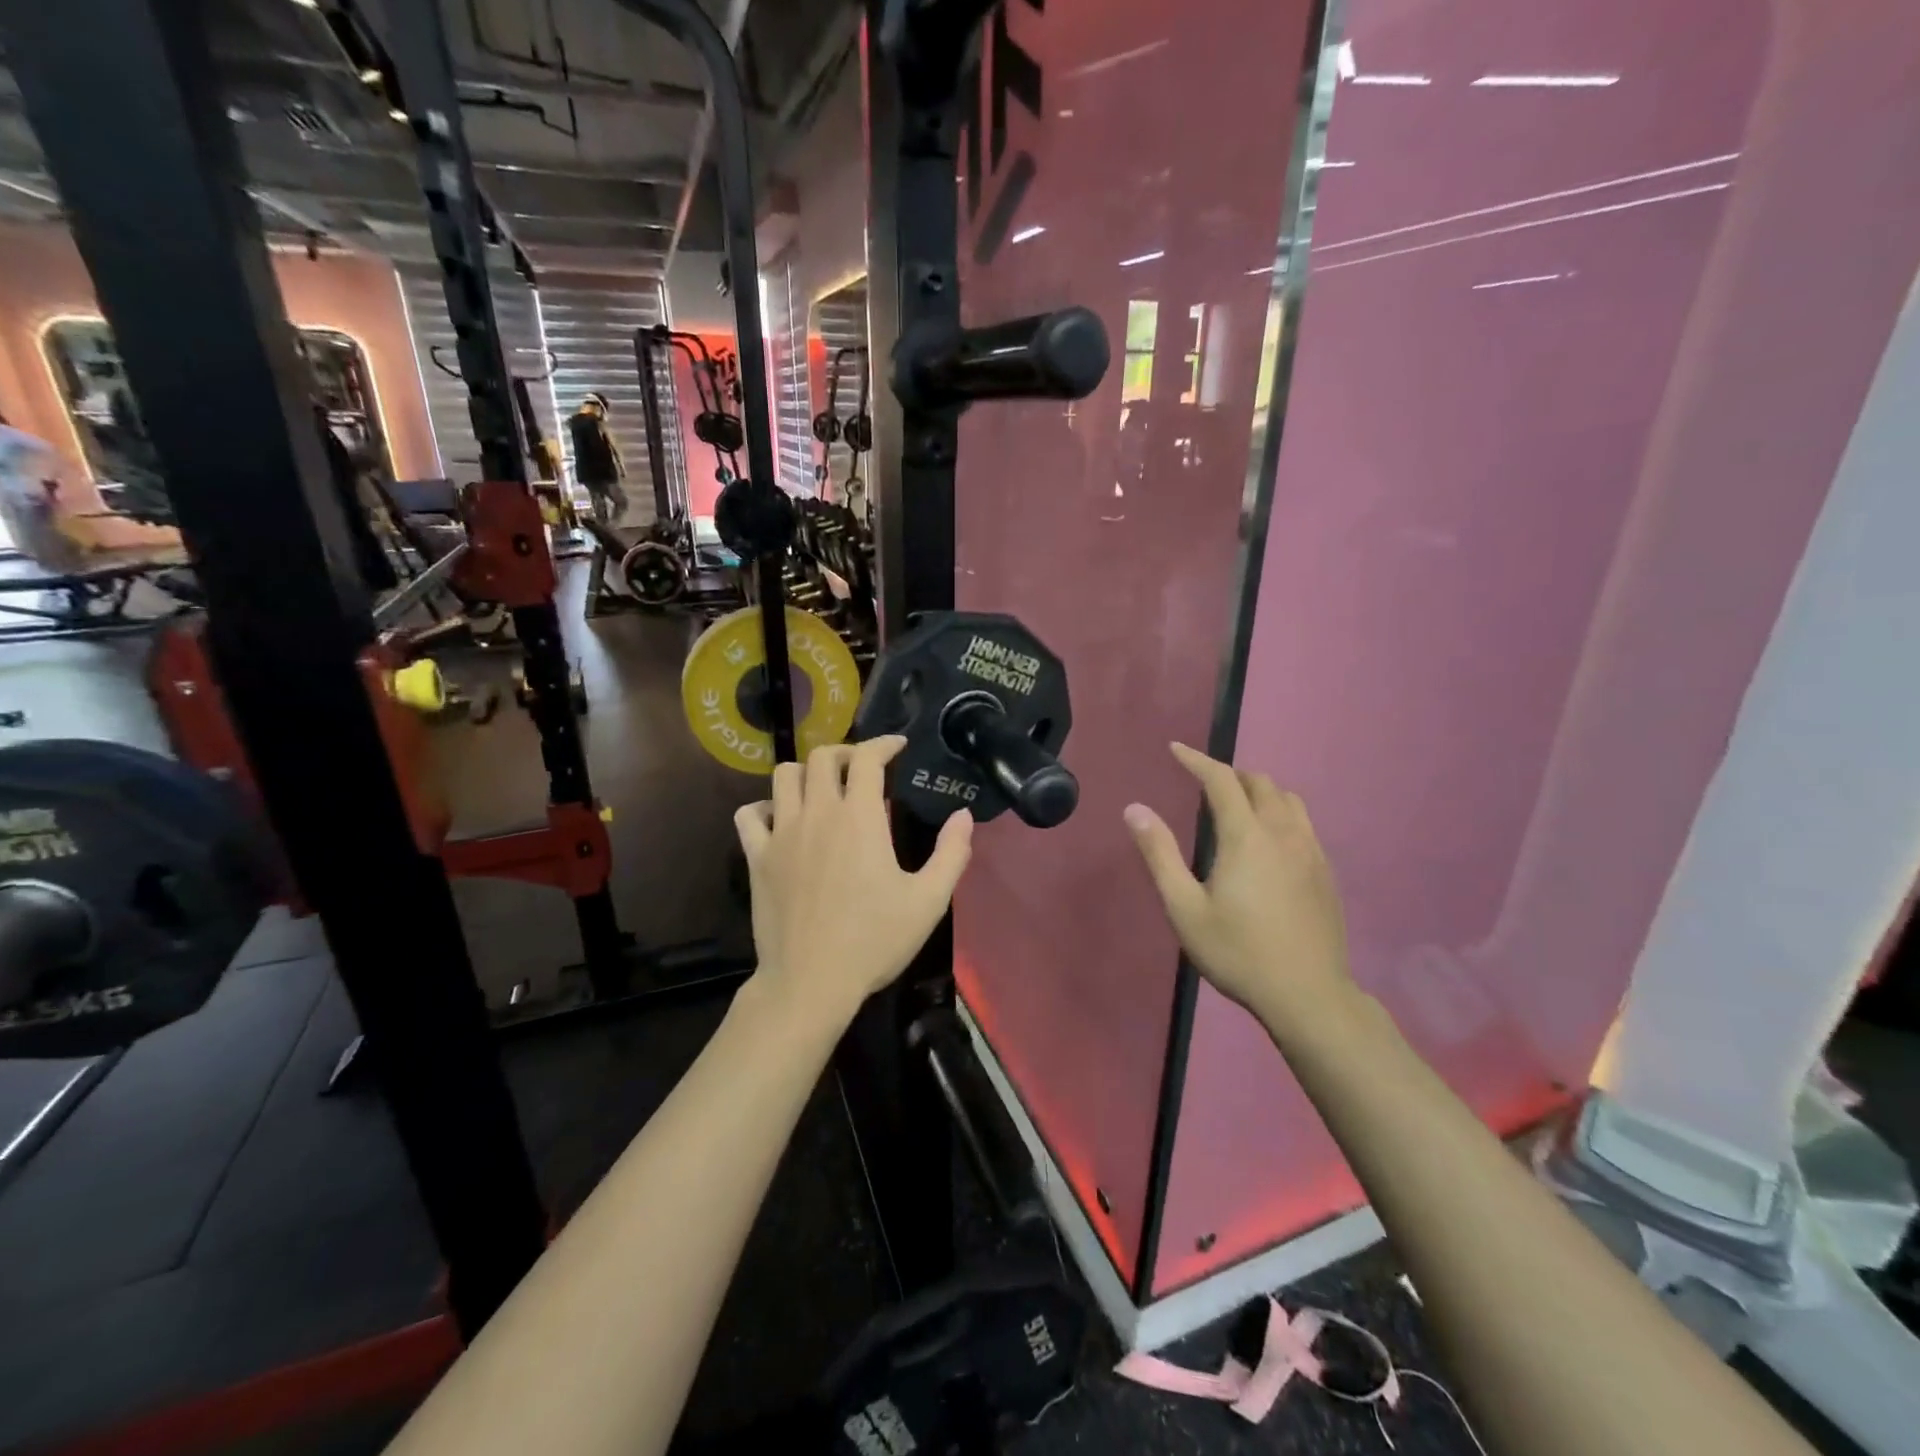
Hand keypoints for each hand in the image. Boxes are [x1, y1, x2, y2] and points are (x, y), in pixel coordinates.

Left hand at [734, 737, 973, 1022]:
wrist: (811, 982)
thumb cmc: (874, 941)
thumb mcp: (928, 901)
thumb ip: (952, 853)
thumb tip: (964, 815)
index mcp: (860, 818)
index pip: (867, 758)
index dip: (883, 744)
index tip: (897, 746)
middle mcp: (818, 814)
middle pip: (822, 757)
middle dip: (845, 752)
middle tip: (863, 768)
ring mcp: (781, 833)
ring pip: (783, 776)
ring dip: (806, 772)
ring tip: (823, 788)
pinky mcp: (757, 857)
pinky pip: (749, 814)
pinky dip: (764, 807)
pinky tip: (781, 820)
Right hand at [1123, 743, 1352, 1035]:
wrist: (1308, 995)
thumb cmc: (1238, 952)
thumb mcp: (1184, 908)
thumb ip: (1159, 854)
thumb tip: (1135, 809)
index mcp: (1246, 837)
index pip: (1221, 780)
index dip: (1197, 760)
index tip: (1175, 749)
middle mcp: (1282, 833)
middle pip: (1260, 783)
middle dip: (1229, 773)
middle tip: (1203, 781)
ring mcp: (1310, 851)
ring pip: (1288, 799)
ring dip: (1259, 790)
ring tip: (1237, 803)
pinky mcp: (1325, 871)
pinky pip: (1303, 822)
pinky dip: (1280, 812)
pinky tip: (1269, 839)